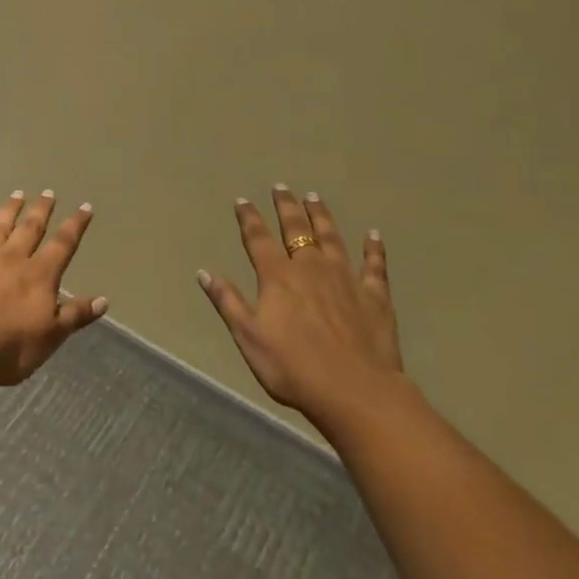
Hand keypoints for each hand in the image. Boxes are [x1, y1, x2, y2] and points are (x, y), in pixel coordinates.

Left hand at [0, 191, 107, 386]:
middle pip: (29, 230)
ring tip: (17, 194)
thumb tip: (103, 300)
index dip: (75, 226)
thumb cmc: (8, 347)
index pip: (62, 246)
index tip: (84, 206)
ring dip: (8, 211)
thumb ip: (75, 315)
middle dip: (41, 211)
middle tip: (48, 192)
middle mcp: (11, 259)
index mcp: (38, 276)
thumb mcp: (50, 336)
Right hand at [198, 186, 405, 429]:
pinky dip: (373, 248)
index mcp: (278, 277)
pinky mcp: (375, 296)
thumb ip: (228, 302)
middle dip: (287, 207)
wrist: (355, 392)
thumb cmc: (294, 368)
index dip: (249, 218)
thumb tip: (204, 272)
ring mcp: (346, 279)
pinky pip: (374, 265)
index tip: (243, 200)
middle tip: (282, 187)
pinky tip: (374, 234)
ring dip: (322, 216)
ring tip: (315, 197)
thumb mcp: (249, 338)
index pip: (258, 239)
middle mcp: (311, 268)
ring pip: (332, 238)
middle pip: (296, 230)